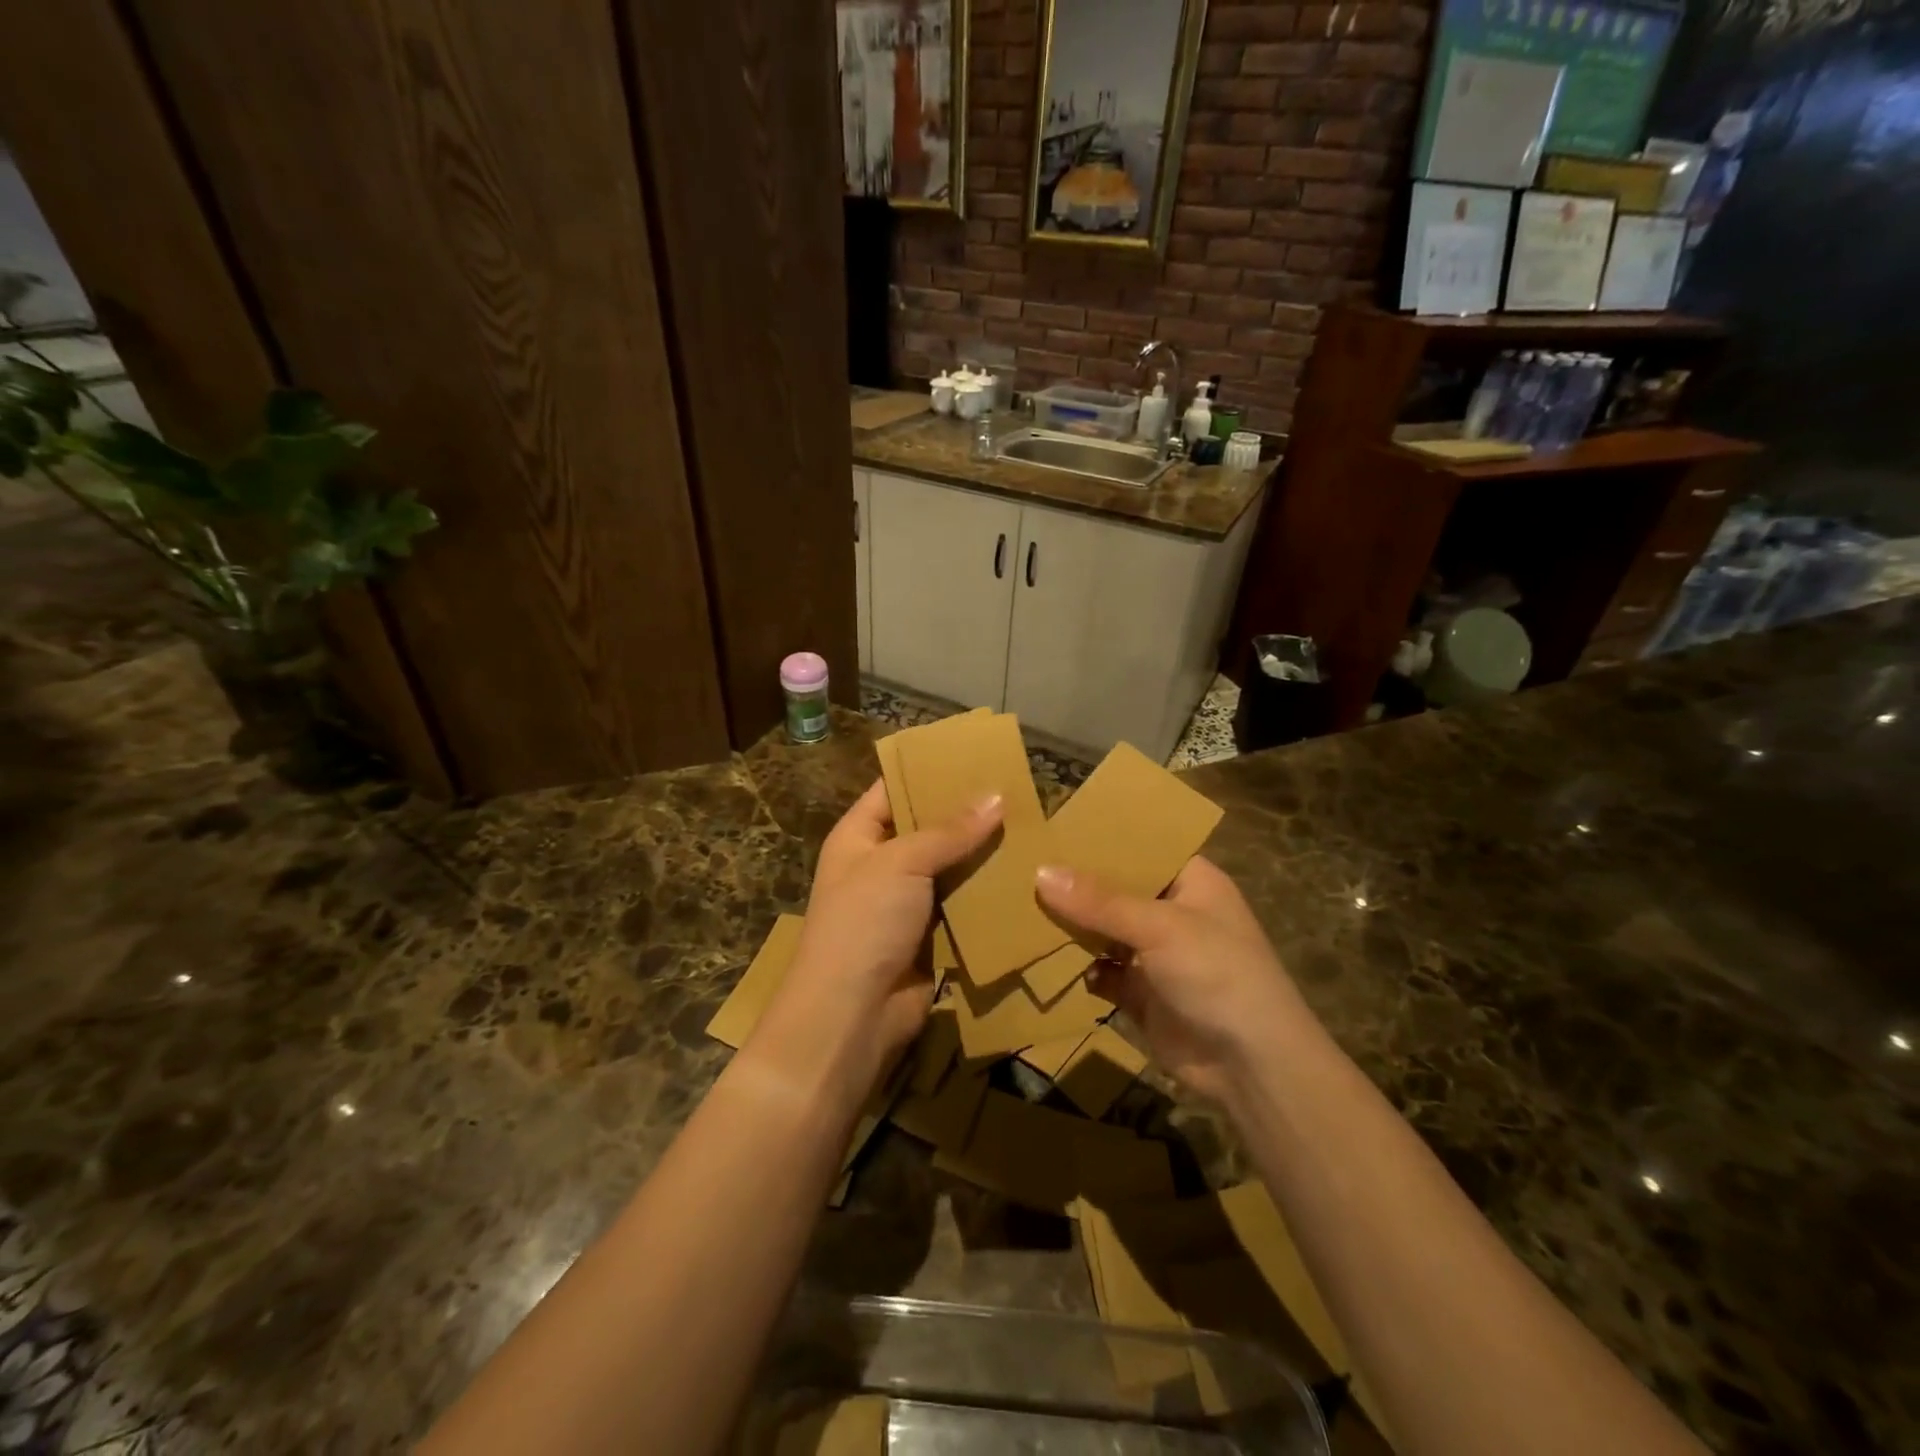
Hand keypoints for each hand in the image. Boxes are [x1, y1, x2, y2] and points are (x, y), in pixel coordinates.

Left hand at [750, 779, 1003, 1096]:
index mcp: (859, 837)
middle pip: (928, 828)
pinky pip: (963, 905)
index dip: (930, 770)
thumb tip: (997, 797)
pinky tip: (1026, 876)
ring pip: (951, 868)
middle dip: (968, 813)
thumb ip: (949, 831)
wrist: (851, 1017)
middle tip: (1018, 790)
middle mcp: (881, 865)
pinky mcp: (932, 937)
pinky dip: (988, 894)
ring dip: (984, 855)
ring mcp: (907, 903)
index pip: (894, 788)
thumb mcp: (901, 863)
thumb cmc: (864, 924)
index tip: (977, 754)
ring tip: (1032, 826)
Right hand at [1035, 856, 1314, 1103]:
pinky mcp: (1140, 993)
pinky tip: (1043, 957)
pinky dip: (1078, 967)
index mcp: (1190, 882)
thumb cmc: (1218, 974)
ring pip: (1103, 931)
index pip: (1141, 848)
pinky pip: (1100, 971)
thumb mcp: (1160, 927)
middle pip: (1115, 890)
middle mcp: (1172, 912)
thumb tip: (1041, 872)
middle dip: (1075, 885)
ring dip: (1071, 927)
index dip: (1102, 838)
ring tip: (1019, 907)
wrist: (1252, 1066)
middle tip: (1020, 866)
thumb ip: (1100, 901)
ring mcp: (1155, 954)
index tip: (1052, 829)